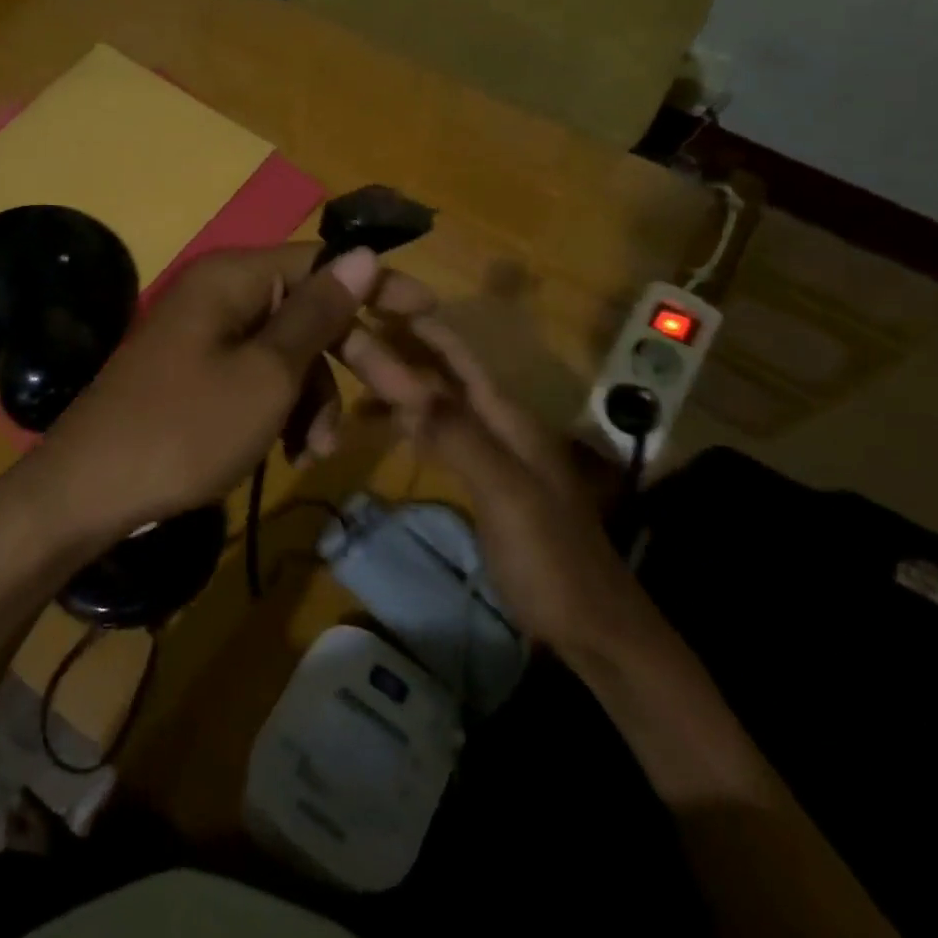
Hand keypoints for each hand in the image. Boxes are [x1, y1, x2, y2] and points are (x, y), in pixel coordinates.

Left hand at [5, 243, 433, 559]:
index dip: (377, 286)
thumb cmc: (186, 429)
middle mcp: (220, 296)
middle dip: (355, 360)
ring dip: (315, 399)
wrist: (89, 492)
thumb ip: (317, 314)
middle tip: (405, 400)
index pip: (322, 263)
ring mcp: (206, 338)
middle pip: (308, 313)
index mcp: (234, 278)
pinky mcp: (198, 377)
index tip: (428, 312)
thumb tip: (362, 252)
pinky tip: (292, 455)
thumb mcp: (266, 375)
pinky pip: (257, 380)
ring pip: (287, 355)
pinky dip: (282, 412)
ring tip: (318, 451)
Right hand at [337, 314, 644, 652]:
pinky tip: (386, 429)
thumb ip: (454, 433)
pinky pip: (440, 440)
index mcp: (509, 417)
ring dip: (398, 391)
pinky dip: (410, 427)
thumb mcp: (503, 492)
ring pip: (438, 407)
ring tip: (350, 384)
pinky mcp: (485, 485)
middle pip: (443, 377)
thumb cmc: (551, 559)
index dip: (418, 327)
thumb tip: (399, 376)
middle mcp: (501, 425)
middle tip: (343, 341)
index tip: (369, 304)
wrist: (594, 633)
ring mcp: (494, 456)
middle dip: (398, 354)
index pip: (457, 356)